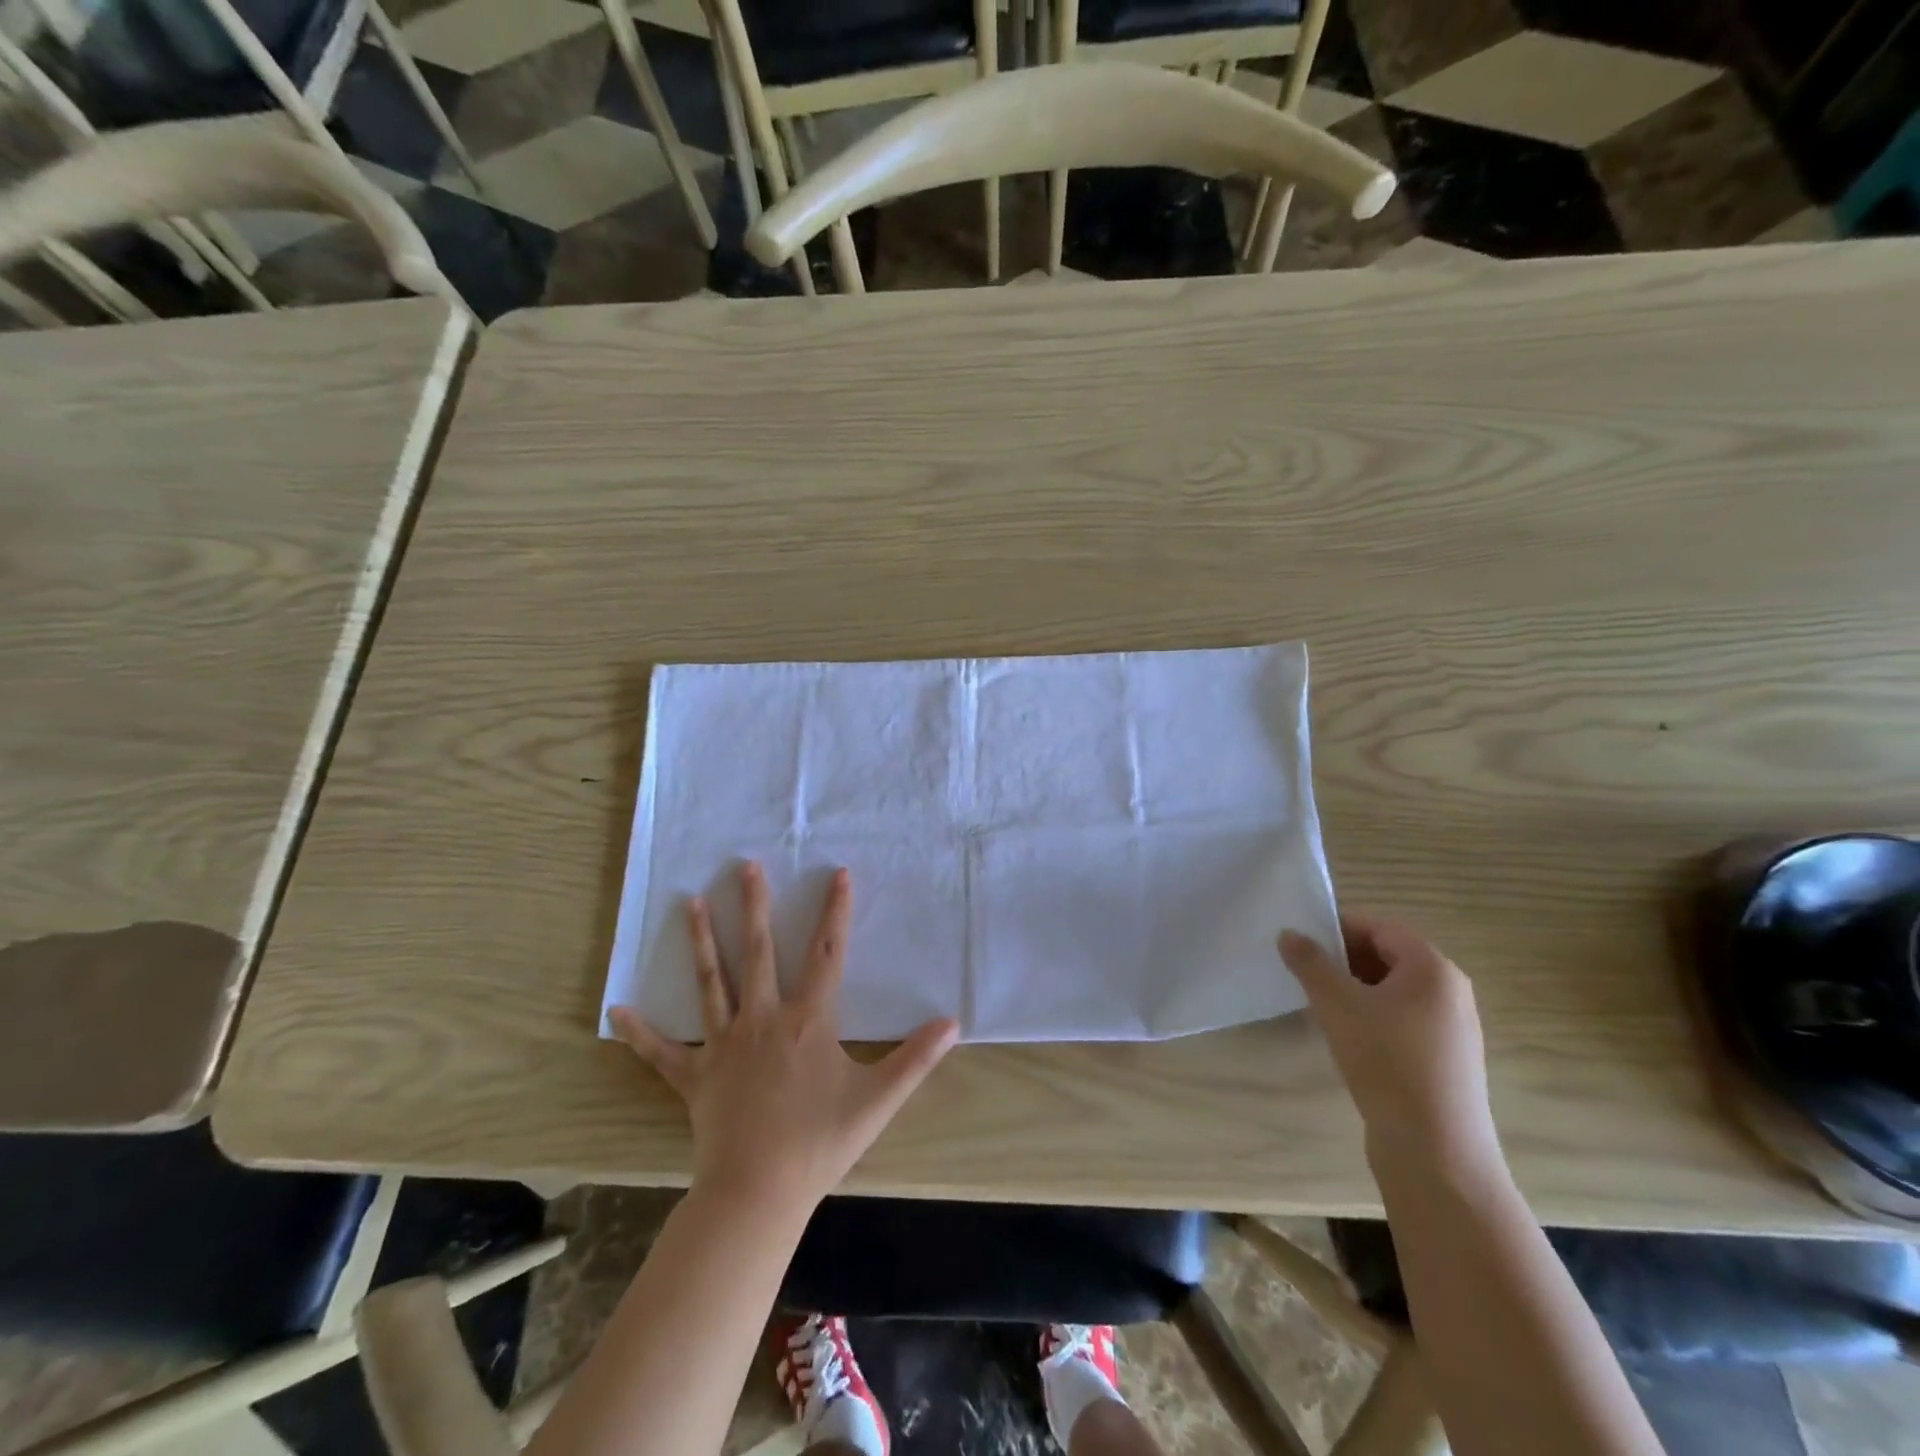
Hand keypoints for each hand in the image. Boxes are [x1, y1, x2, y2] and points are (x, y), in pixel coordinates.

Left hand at [611, 863, 957, 1210]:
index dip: (835, 912)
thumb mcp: (877, 1100)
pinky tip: (617, 1008)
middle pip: (759, 951)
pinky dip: (641, 1031)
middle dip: (753, 905)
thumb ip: (916, 1059)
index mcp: (807, 1020)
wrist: (757, 1193)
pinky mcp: (694, 1076)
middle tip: (744, 866)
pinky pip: (662, 1052)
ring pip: (711, 982)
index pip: (827, 953)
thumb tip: (952, 1023)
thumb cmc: (819, 1143)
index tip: (838, 874)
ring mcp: (723, 1045)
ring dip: (701, 941)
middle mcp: (763, 1018)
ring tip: (689, 902)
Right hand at [1280, 915, 1502, 1179]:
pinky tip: (1347, 1037)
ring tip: (1320, 1004)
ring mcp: (1452, 1028)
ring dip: (1355, 988)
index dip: (1339, 927)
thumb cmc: (1386, 1062)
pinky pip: (1403, 1019)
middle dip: (1344, 959)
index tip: (1301, 941)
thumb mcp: (1337, 1004)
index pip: (1381, 927)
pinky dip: (1372, 1016)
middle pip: (1389, 956)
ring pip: (1394, 990)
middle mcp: (1451, 992)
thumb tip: (1289, 934)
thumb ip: (1310, 963)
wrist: (1435, 1151)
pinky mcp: (1446, 1060)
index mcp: (1434, 969)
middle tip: (1305, 971)